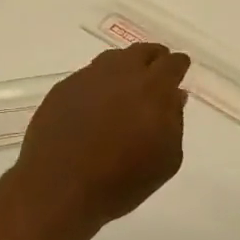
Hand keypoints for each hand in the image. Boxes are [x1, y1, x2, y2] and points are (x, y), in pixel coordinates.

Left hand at [12, 43, 191, 231]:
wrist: (59, 186)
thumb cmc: (121, 180)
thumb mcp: (167, 159)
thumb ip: (175, 121)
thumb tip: (174, 96)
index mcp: (153, 88)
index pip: (172, 63)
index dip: (178, 65)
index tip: (180, 70)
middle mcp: (121, 73)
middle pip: (142, 52)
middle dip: (153, 59)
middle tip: (156, 73)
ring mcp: (88, 77)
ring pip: (113, 60)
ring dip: (125, 67)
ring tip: (127, 86)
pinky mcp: (63, 88)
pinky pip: (89, 76)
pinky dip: (99, 84)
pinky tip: (97, 103)